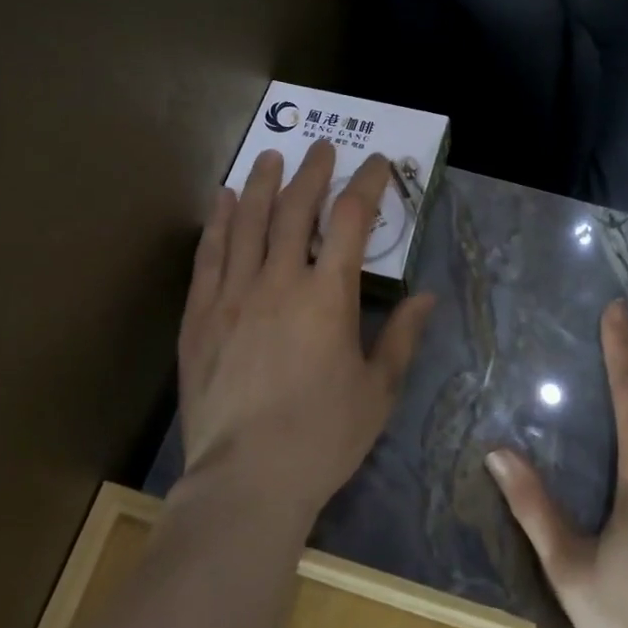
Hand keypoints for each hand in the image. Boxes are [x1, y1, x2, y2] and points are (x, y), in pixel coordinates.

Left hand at [178, 141, 435, 522]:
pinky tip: (224, 198)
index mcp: (328, 295)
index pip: (351, 219)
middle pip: (296, 208)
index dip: (368, 184)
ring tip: (272, 157)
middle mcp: (279, 281)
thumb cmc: (322, 436)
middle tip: (322, 147)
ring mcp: (234, 295)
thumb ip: (402, 337)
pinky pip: (209, 255)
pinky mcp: (200, 315)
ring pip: (248, 221)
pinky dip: (218, 221)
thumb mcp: (378, 390)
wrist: (246, 481)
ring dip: (264, 183)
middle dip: (313, 172)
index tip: (378, 163)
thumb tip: (426, 297)